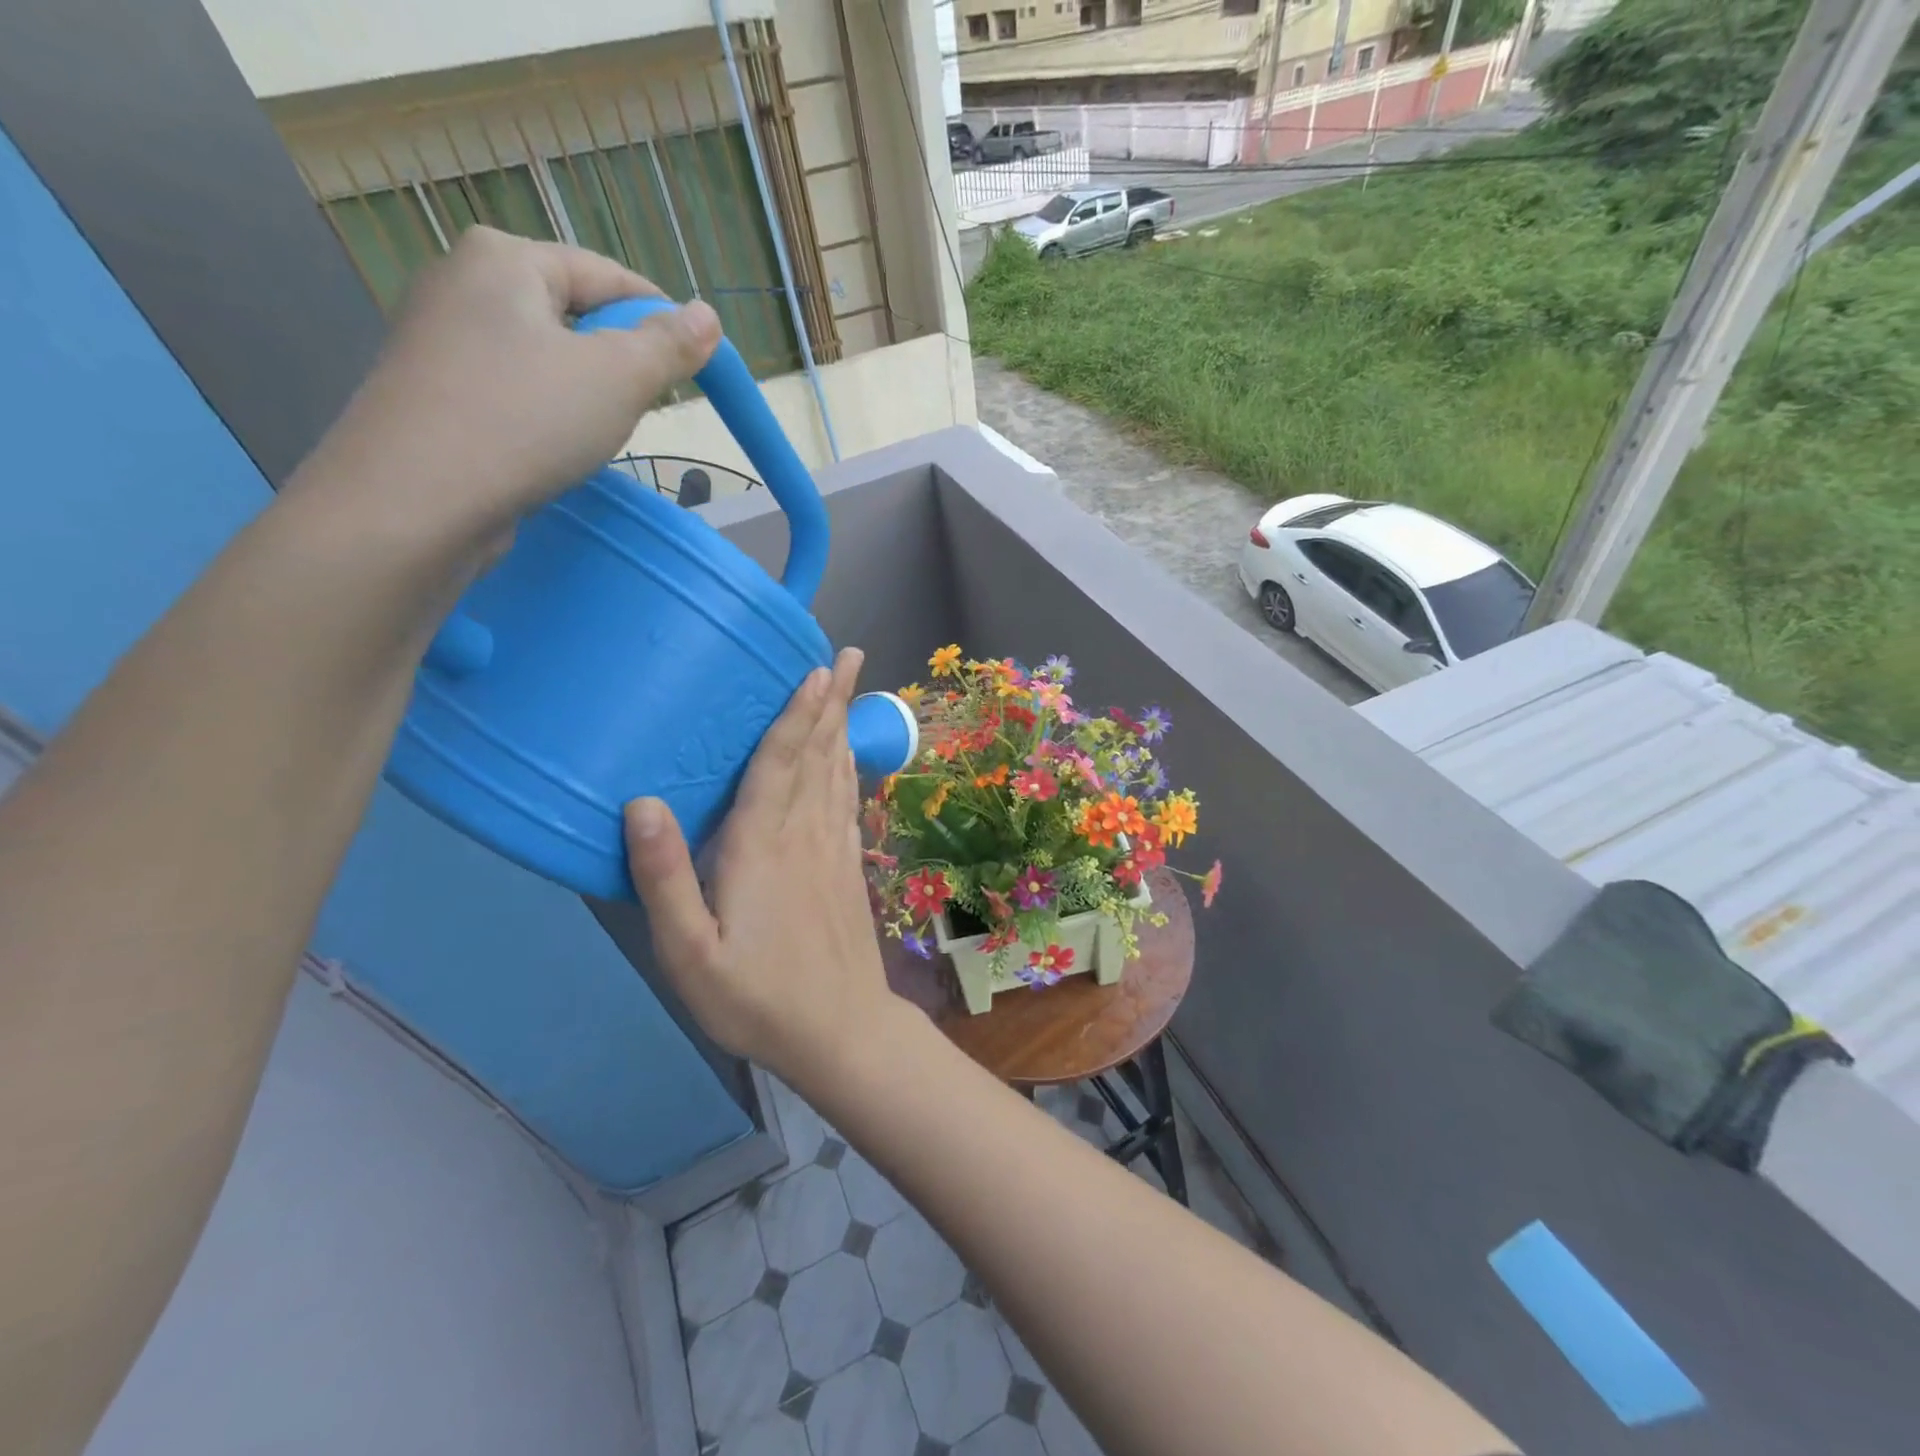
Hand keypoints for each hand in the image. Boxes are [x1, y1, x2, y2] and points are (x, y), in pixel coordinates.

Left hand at [290, 226, 721, 548]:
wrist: (416, 500)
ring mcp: (438, 340)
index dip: (659, 316)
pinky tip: (557, 447)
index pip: (606, 274)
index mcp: (504, 258)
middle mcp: (461, 283)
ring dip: (585, 389)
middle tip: (651, 403)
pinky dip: (546, 411)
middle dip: (620, 357)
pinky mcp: (432, 394)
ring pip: (542, 355)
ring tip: (606, 431)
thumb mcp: (619, 378)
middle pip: (571, 312)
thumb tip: (707, 315)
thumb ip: (669, 345)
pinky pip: (511, 389)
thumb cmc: (526, 420)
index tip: (696, 362)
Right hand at [624, 649, 899, 1088]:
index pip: (779, 764)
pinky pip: (847, 802)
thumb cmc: (758, 998)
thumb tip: (642, 804)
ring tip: (849, 685)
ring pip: (836, 772)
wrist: (841, 1032)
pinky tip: (846, 754)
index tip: (813, 668)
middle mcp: (805, 835)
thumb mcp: (690, 954)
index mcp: (762, 848)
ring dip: (841, 724)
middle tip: (846, 653)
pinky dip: (847, 767)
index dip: (795, 713)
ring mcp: (834, 849)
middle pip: (817, 754)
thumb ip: (664, 880)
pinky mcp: (848, 867)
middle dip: (830, 701)